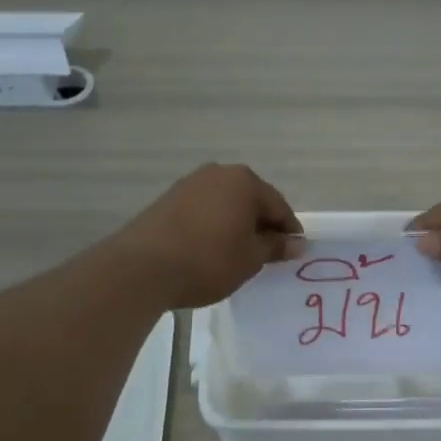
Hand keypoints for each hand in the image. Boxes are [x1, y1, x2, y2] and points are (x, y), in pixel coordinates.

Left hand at [109, 163, 301, 309]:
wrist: (143, 267)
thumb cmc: (208, 260)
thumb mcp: (250, 258)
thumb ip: (275, 247)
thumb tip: (297, 243)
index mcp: (244, 181)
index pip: (278, 206)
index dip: (289, 231)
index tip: (293, 253)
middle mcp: (218, 173)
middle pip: (251, 200)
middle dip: (261, 225)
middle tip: (266, 254)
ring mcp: (190, 183)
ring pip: (225, 204)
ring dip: (236, 224)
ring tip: (237, 253)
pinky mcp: (168, 199)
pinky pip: (203, 210)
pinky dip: (213, 226)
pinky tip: (210, 249)